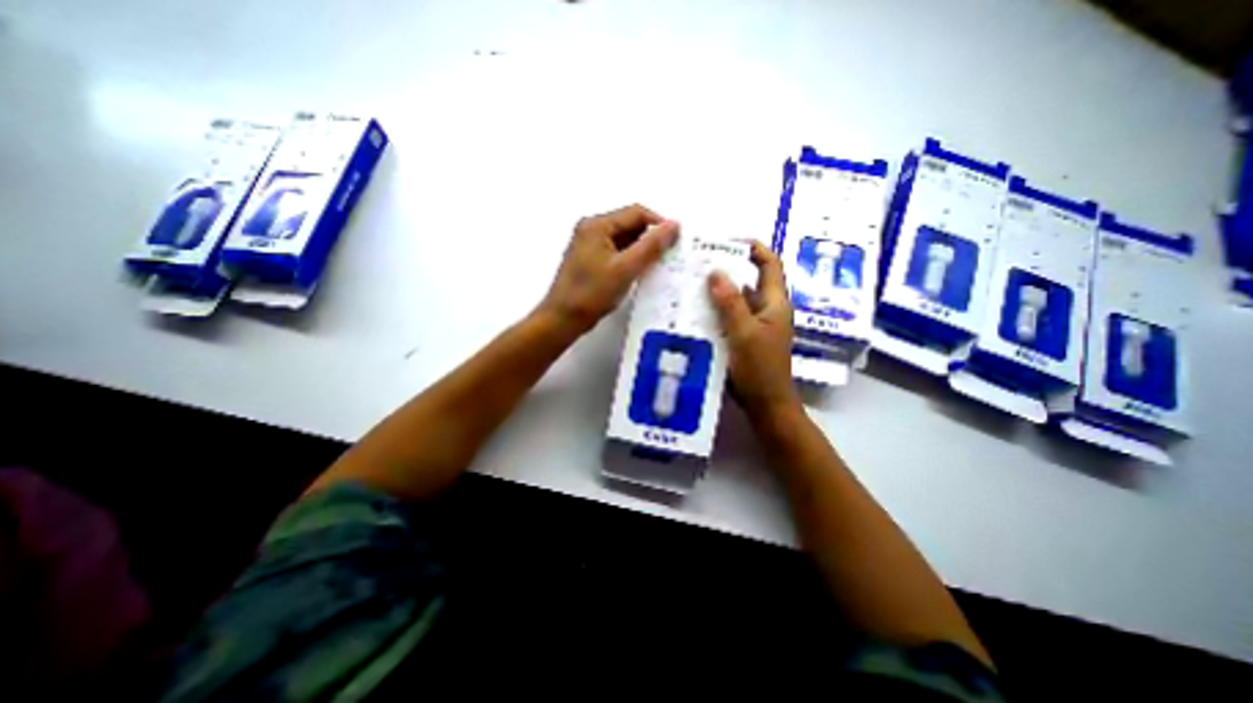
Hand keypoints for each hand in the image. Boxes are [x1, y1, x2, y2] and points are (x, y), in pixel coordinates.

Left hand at [535, 202, 676, 336]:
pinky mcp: (591, 260)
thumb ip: (651, 246)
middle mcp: (592, 229)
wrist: (563, 318)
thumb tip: (674, 225)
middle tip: (669, 255)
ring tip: (658, 265)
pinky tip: (641, 273)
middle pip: (630, 225)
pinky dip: (631, 259)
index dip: (659, 223)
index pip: (636, 213)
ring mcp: (590, 245)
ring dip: (642, 250)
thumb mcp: (625, 269)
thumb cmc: (592, 293)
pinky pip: (617, 252)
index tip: (676, 241)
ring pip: (625, 240)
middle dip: (650, 238)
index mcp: (597, 225)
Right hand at [709, 242, 796, 417]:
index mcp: (775, 303)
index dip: (755, 248)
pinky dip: (714, 310)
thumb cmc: (760, 369)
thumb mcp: (744, 333)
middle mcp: (766, 309)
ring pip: (736, 299)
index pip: (770, 265)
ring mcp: (754, 325)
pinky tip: (694, 310)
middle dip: (727, 269)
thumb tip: (716, 271)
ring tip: (691, 283)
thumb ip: (731, 303)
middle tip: (699, 262)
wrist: (765, 404)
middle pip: (749, 280)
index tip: (729, 241)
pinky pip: (728, 317)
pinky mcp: (742, 338)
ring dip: (717, 291)